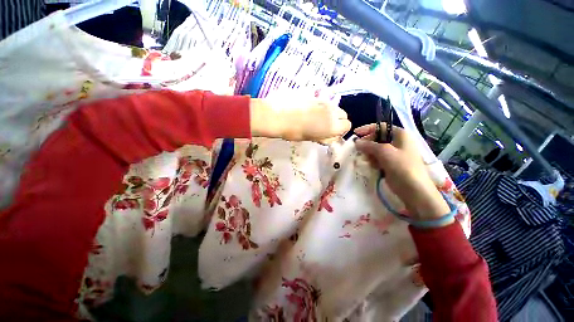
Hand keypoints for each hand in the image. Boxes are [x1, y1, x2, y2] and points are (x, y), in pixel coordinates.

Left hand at [250, 97, 350, 142]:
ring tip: (316, 119)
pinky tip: (310, 112)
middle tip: (324, 127)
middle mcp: (332, 111)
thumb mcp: (312, 138)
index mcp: (333, 125)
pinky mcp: (316, 95)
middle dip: (337, 121)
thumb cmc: (295, 132)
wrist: (279, 116)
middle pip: (344, 115)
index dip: (340, 131)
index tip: (330, 134)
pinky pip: (325, 103)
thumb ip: (325, 137)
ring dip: (330, 114)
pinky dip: (322, 108)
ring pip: (334, 108)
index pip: (347, 125)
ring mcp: (324, 101)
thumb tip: (331, 137)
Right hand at [354, 123, 451, 222]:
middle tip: (358, 149)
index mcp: (400, 134)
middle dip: (367, 143)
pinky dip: (372, 160)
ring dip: (368, 153)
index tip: (355, 133)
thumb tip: (356, 142)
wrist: (414, 190)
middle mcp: (398, 142)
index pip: (381, 127)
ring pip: (376, 149)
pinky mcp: (391, 163)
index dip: (367, 129)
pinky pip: (378, 158)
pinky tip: (370, 165)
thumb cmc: (402, 166)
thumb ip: (369, 145)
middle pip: (377, 138)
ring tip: (364, 159)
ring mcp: (395, 154)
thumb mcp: (384, 152)